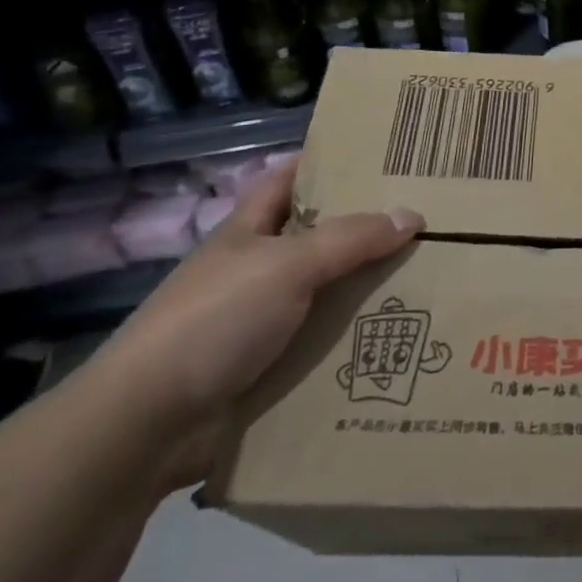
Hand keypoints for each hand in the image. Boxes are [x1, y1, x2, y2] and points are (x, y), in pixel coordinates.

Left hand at [84, 162, 422, 489]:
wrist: (150, 423)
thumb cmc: (215, 320)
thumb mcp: (287, 265)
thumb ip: (350, 239)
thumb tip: (412, 215)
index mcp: (249, 231)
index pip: (288, 179)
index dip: (327, 163)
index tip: (380, 158)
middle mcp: (257, 269)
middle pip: (319, 238)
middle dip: (366, 230)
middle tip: (426, 221)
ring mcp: (263, 320)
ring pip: (328, 293)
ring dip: (368, 291)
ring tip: (431, 278)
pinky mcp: (272, 367)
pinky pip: (325, 344)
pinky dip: (357, 341)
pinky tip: (401, 338)